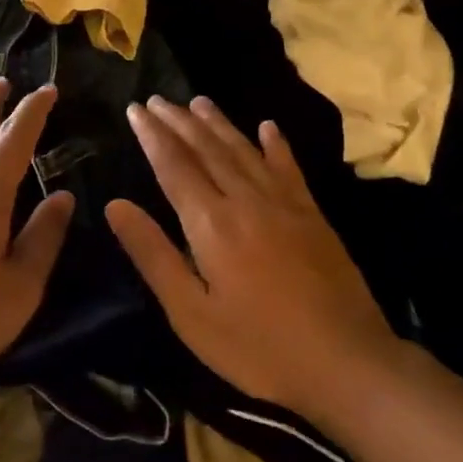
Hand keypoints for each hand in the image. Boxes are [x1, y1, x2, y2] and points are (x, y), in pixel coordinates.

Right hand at [105, 95, 397, 420]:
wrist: (347, 363)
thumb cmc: (257, 347)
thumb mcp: (190, 312)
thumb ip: (153, 254)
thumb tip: (115, 205)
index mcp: (211, 223)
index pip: (174, 166)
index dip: (152, 136)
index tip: (135, 110)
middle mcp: (246, 200)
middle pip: (207, 149)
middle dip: (178, 121)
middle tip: (156, 98)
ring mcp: (285, 204)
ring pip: (244, 150)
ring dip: (218, 124)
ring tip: (197, 101)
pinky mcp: (313, 215)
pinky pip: (289, 167)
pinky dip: (276, 144)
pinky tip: (267, 126)